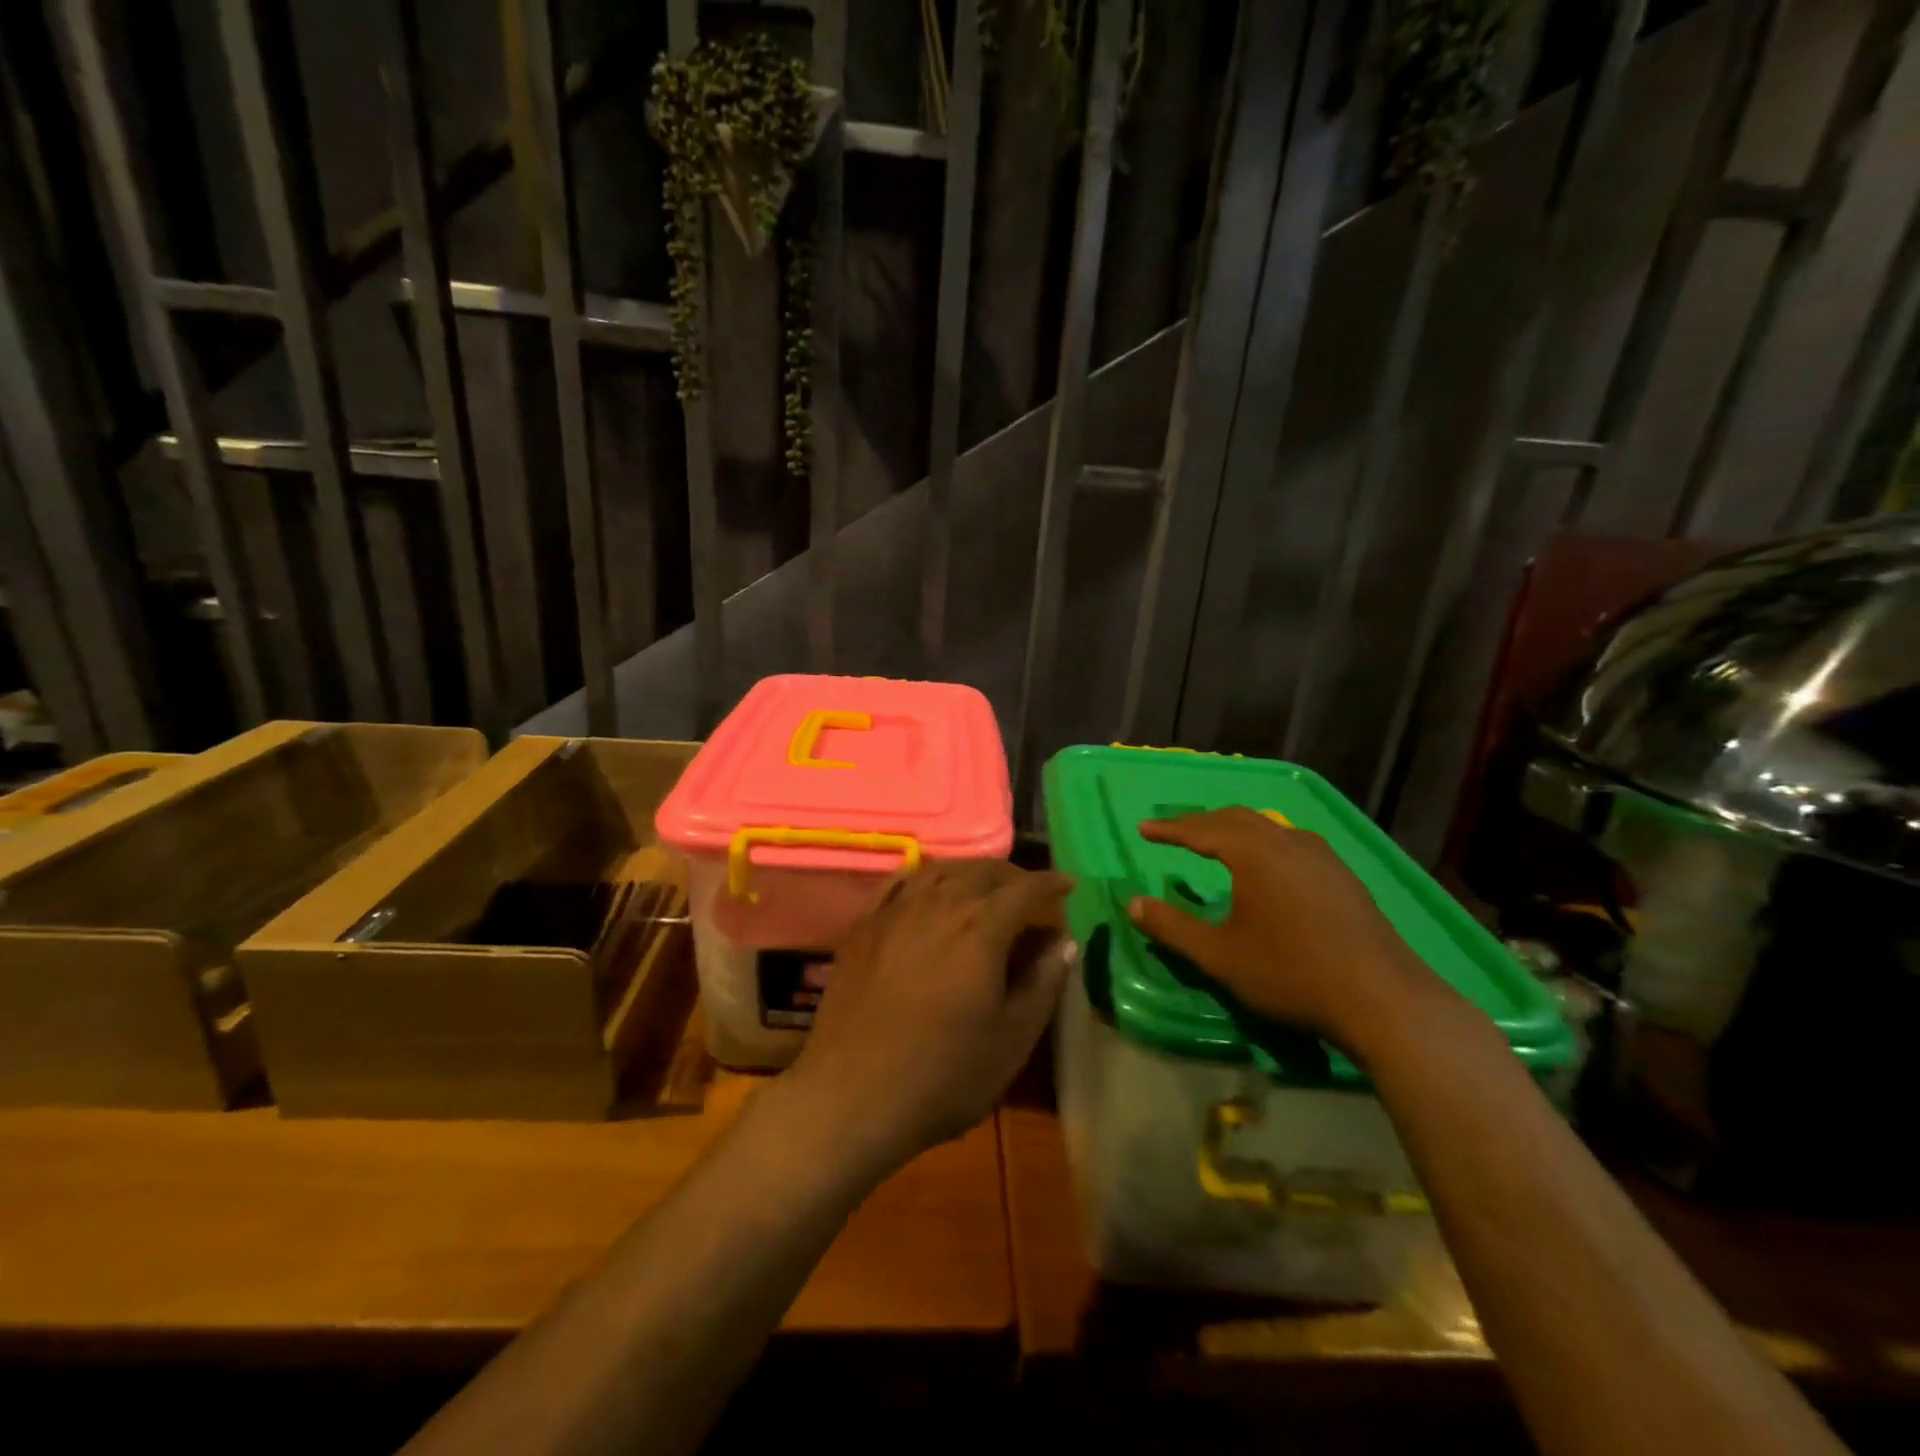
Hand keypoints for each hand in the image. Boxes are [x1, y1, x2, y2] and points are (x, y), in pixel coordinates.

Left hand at [783, 861, 1073, 1177]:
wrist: (851, 1096)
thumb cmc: (943, 1076)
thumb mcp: (1010, 1041)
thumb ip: (1042, 984)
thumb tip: (1064, 942)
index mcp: (981, 930)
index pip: (1024, 889)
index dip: (1050, 882)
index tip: (1069, 884)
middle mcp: (939, 905)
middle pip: (983, 872)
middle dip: (1014, 875)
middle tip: (1031, 891)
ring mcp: (896, 912)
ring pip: (941, 870)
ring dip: (971, 872)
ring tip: (986, 886)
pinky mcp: (864, 926)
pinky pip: (901, 882)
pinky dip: (927, 876)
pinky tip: (931, 888)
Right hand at [1126, 808, 1455, 1055]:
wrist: (1382, 999)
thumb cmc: (1291, 973)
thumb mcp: (1219, 956)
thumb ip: (1172, 927)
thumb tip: (1132, 904)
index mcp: (1254, 853)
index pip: (1201, 829)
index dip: (1169, 828)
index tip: (1143, 828)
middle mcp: (1287, 842)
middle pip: (1236, 818)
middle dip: (1201, 822)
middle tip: (1175, 831)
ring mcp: (1322, 857)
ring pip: (1269, 827)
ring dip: (1235, 828)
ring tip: (1217, 841)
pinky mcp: (1343, 876)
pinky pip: (1292, 842)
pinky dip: (1264, 842)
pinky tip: (1269, 866)